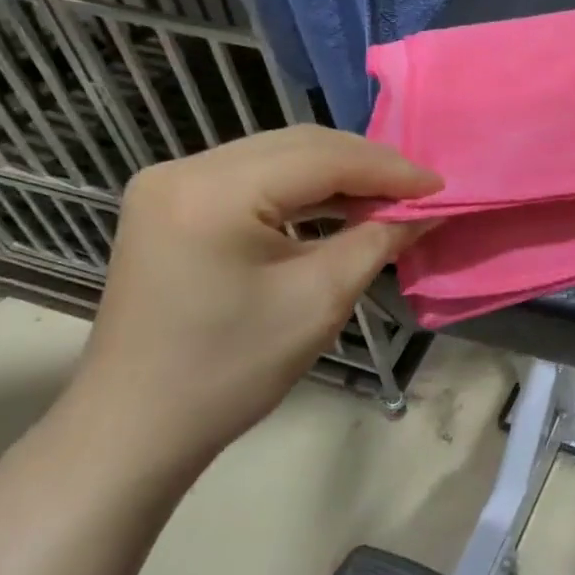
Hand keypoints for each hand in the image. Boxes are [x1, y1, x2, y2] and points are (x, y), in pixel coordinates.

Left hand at [64, 126, 441, 476]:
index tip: (440, 187)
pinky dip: (305, 188)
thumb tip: (428, 209)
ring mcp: (172, 183)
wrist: (134, 429)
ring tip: (389, 198)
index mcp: (212, 192)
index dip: (389, 170)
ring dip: (339, 173)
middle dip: (367, 165)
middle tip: (418, 192)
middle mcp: (185, 170)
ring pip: (280, 155)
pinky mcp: (172, 202)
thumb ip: (379, 239)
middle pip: (300, 145)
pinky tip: (340, 206)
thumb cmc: (230, 369)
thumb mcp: (320, 299)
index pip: (322, 159)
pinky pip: (255, 175)